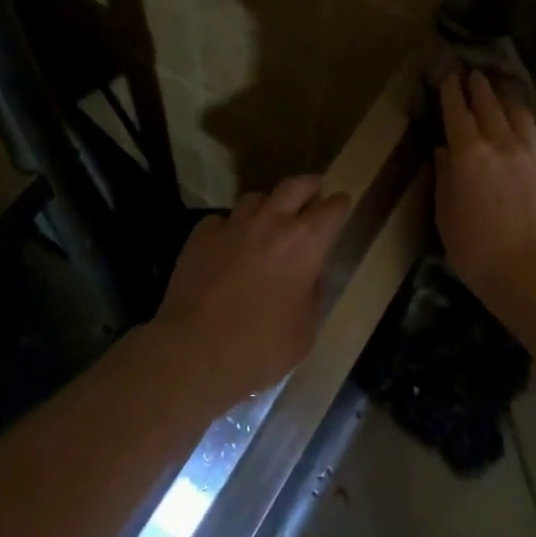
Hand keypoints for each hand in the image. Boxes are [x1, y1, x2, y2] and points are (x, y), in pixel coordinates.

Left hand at [152, 175, 351, 400]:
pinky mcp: (200, 235)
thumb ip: (313, 293)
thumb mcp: (306, 329)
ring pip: (255, 198)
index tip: (341, 205)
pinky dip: (231, 228)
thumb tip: (310, 275)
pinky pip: (222, 220)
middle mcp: (271, 222)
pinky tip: (228, 245)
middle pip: (295, 186)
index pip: (332, 208)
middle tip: (313, 192)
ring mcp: (232, 225)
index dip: (339, 205)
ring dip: (268, 206)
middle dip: (308, 186)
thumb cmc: (261, 346)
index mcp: (306, 243)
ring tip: (268, 220)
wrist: (194, 350)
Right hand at [435, 70, 535, 309]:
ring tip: (501, 93)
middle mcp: (503, 144)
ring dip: (507, 100)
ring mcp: (534, 155)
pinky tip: (526, 127)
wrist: (535, 273)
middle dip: (480, 88)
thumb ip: (446, 180)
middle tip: (473, 75)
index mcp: (470, 155)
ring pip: (521, 115)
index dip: (452, 91)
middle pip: (491, 106)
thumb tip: (445, 152)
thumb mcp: (446, 218)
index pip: (458, 112)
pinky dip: (527, 125)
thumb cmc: (478, 251)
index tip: (449, 75)